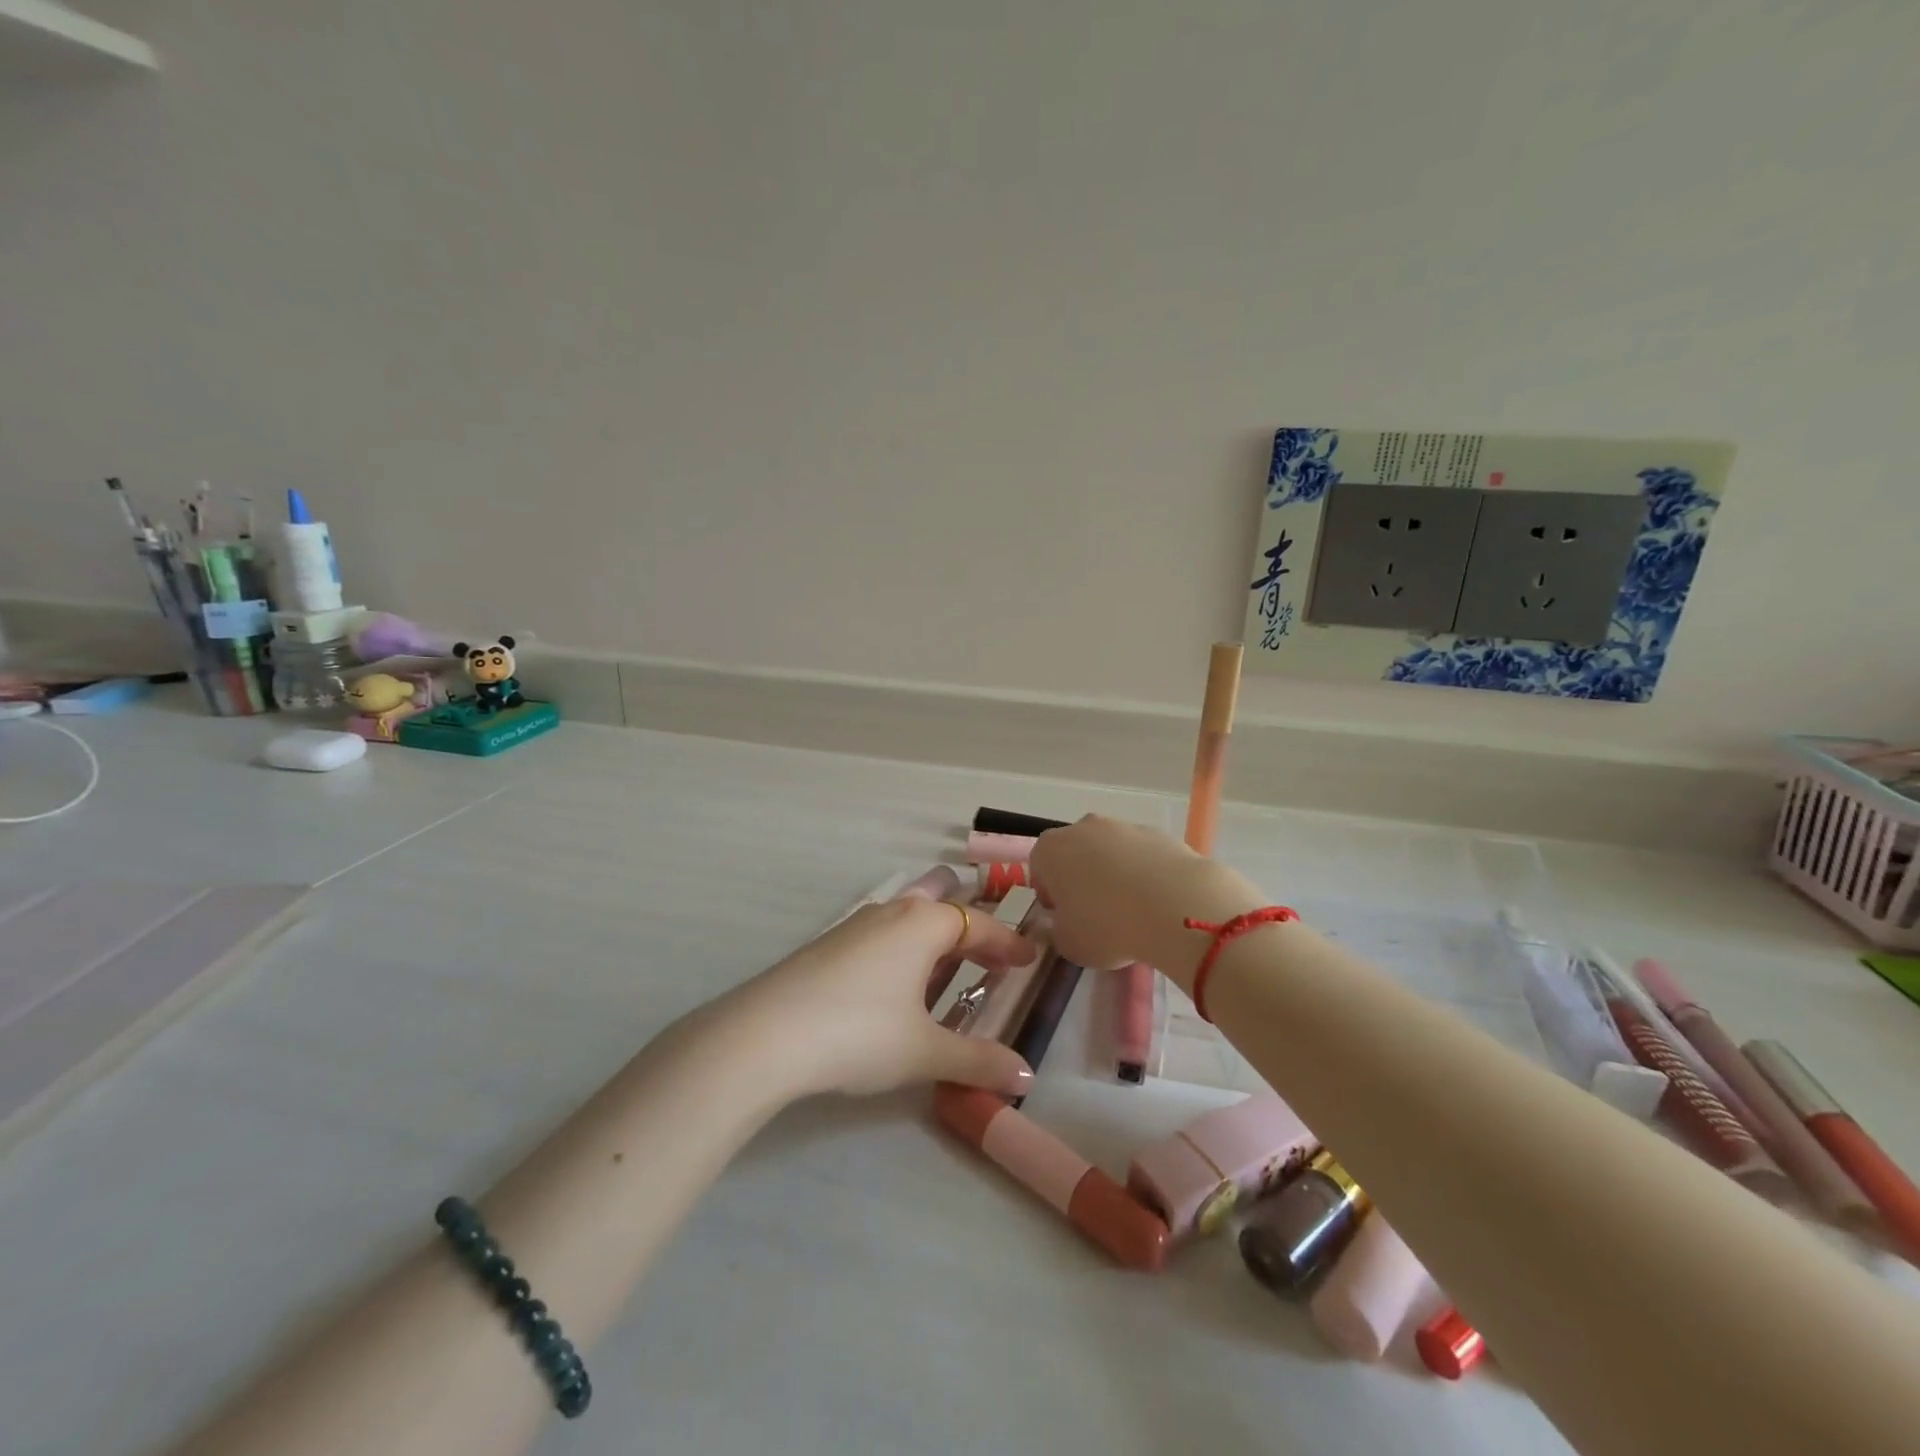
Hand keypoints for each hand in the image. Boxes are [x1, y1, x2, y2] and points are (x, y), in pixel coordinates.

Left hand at [726, 896, 1040, 1099]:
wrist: (765, 1035)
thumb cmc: (860, 1032)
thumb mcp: (925, 1052)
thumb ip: (978, 1061)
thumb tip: (1026, 1079)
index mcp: (924, 923)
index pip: (980, 925)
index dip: (1008, 944)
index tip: (1030, 960)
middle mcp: (892, 912)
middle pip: (941, 903)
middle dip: (969, 924)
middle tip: (990, 955)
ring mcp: (855, 925)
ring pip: (908, 917)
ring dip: (934, 939)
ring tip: (948, 971)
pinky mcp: (828, 946)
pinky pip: (882, 936)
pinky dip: (904, 951)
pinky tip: (896, 986)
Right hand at [1031, 816, 1264, 991]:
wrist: (1175, 907)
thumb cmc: (1107, 926)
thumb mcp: (1068, 944)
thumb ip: (1058, 930)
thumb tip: (1067, 923)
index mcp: (1051, 849)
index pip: (1039, 866)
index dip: (1050, 893)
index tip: (1063, 916)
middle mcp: (1084, 828)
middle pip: (1075, 852)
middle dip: (1082, 879)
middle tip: (1096, 914)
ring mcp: (1124, 826)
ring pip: (1111, 852)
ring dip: (1115, 875)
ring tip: (1133, 911)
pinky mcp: (1159, 834)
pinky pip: (1143, 856)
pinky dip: (1145, 874)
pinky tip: (1157, 903)